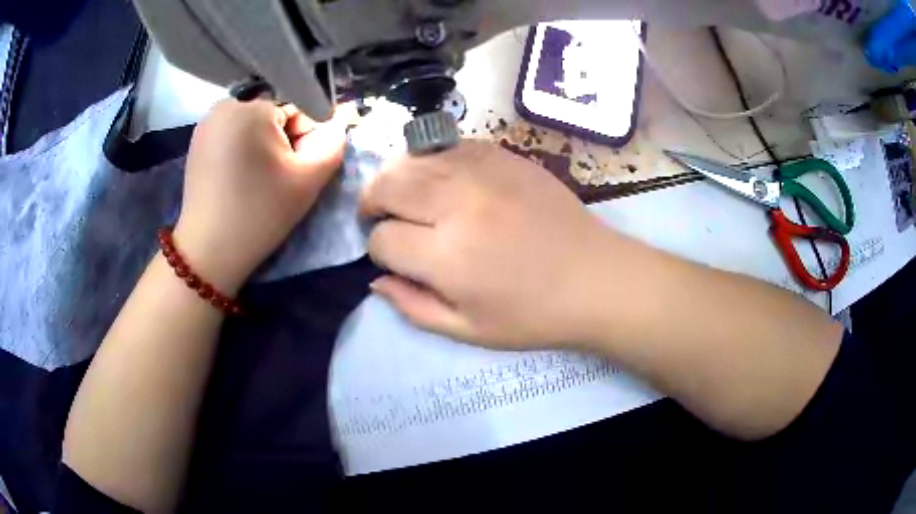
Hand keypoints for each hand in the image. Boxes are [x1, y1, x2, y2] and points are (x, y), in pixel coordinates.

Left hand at [175, 99, 347, 291]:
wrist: (210, 251)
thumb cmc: (260, 214)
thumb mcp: (308, 179)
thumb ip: (333, 142)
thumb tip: (338, 120)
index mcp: (252, 108)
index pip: (298, 107)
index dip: (305, 139)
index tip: (293, 170)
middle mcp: (226, 105)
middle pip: (273, 113)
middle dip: (282, 139)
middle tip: (275, 177)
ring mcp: (207, 122)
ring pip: (252, 123)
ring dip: (262, 144)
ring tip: (255, 179)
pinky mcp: (197, 141)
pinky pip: (232, 133)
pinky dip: (241, 148)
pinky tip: (238, 177)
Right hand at [360, 140, 637, 349]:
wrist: (595, 279)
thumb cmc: (533, 316)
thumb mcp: (468, 330)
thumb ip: (413, 306)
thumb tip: (375, 279)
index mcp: (448, 258)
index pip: (384, 239)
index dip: (379, 250)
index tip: (392, 257)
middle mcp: (459, 206)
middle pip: (389, 185)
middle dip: (372, 201)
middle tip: (377, 214)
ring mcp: (484, 173)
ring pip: (414, 159)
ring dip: (396, 176)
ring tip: (401, 194)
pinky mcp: (505, 157)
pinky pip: (450, 145)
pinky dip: (432, 159)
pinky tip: (439, 177)